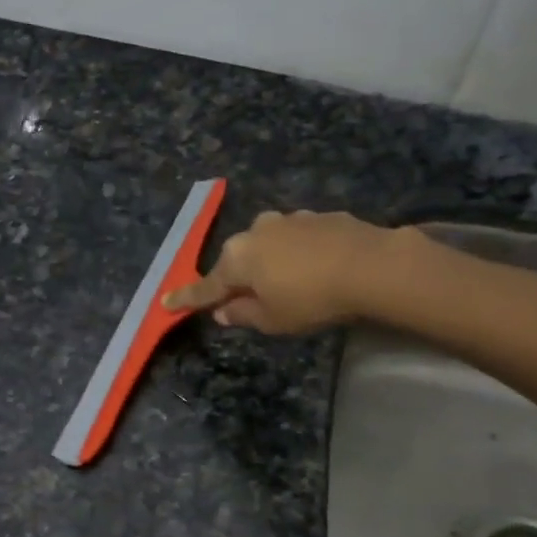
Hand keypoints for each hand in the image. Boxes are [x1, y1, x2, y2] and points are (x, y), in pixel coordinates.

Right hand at [163, 210, 413, 334]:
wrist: (370, 265)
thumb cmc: (311, 299)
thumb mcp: (273, 320)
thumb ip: (243, 314)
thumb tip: (223, 311)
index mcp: (237, 259)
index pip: (206, 286)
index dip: (187, 298)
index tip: (166, 303)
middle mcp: (255, 232)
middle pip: (238, 261)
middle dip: (239, 278)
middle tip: (249, 300)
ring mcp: (287, 220)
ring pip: (268, 246)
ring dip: (271, 263)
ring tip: (292, 284)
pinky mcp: (317, 216)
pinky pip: (297, 239)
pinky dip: (299, 253)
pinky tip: (318, 268)